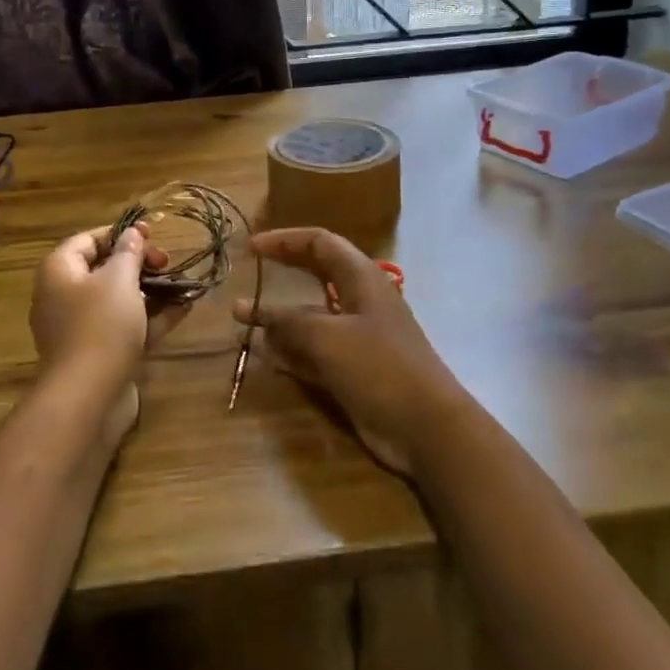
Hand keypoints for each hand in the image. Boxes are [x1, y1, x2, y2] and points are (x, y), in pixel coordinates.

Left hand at [30, 225, 179, 446]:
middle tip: (167, 262)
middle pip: (104, 269)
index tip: (151, 234)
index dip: (119, 234)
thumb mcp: (119, 279)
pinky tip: (184, 309)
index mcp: (59, 272)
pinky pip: (126, 326)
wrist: (88, 397)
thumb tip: (131, 234)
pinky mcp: (99, 354)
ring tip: (183, 283)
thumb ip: (128, 253)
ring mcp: (81, 328)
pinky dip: (151, 317)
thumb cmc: (100, 325)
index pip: (87, 240)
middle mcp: (64, 297)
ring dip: (151, 290)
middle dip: (139, 263)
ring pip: (119, 300)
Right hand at [237, 227, 470, 477]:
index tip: (252, 247)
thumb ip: (288, 322)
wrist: (427, 428)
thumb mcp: (327, 338)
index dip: (285, 240)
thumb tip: (253, 312)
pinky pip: (315, 351)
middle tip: (250, 273)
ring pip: (312, 317)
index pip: (320, 243)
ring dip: (279, 318)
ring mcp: (358, 337)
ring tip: (242, 320)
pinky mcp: (354, 370)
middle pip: (316, 275)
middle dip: (282, 273)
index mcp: (361, 278)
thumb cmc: (379, 367)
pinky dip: (291, 350)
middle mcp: (360, 301)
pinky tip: (265, 355)